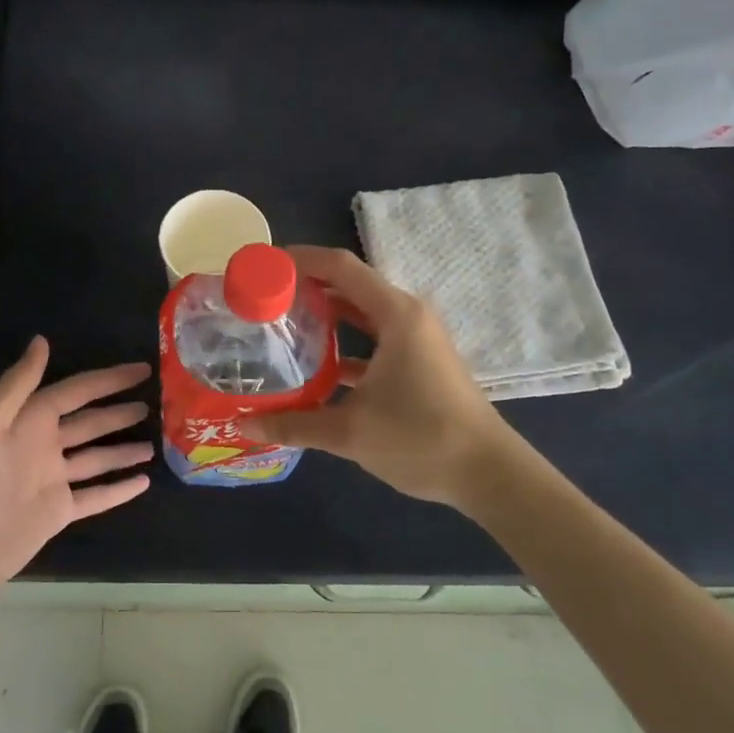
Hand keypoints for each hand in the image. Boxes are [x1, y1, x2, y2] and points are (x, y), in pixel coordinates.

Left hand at [0, 337, 153, 595]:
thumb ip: (16, 384)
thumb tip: (42, 340)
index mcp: (29, 421)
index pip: (76, 391)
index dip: (108, 380)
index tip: (142, 370)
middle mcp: (44, 445)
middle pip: (90, 422)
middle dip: (119, 412)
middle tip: (154, 402)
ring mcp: (54, 479)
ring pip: (98, 458)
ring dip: (123, 449)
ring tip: (154, 443)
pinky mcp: (60, 511)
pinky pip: (97, 496)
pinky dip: (120, 488)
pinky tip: (144, 482)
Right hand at [241, 246, 513, 506]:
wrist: (488, 473)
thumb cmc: (420, 439)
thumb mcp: (350, 432)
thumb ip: (294, 425)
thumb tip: (245, 425)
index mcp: (395, 315)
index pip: (340, 266)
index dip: (300, 259)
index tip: (263, 265)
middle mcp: (407, 316)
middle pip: (350, 285)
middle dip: (307, 287)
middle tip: (263, 299)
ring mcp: (417, 339)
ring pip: (362, 314)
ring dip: (326, 316)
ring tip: (281, 326)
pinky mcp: (420, 362)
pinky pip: (374, 339)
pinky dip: (345, 344)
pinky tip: (315, 367)